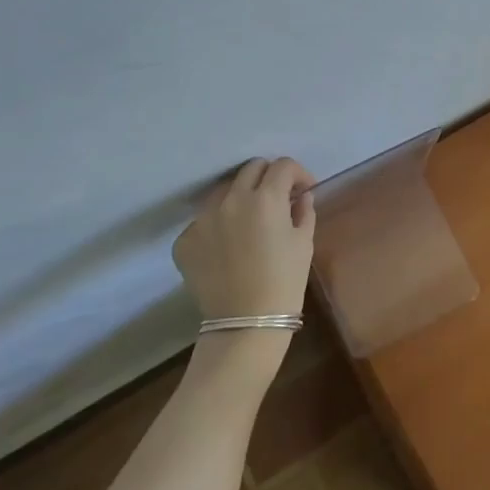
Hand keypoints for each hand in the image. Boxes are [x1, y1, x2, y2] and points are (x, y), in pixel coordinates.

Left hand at [173, 158, 316, 320]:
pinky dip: (219, 226)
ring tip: (249, 221)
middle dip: (269, 177)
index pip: (283, 165)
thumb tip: (300, 196)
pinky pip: (204, 221)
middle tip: (279, 198)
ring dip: (241, 197)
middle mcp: (231, 199)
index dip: (298, 173)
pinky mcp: (185, 239)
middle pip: (251, 168)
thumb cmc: (284, 282)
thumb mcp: (304, 243)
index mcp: (265, 198)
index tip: (304, 190)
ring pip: (224, 191)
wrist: (246, 324)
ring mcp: (203, 218)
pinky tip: (228, 247)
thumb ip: (303, 211)